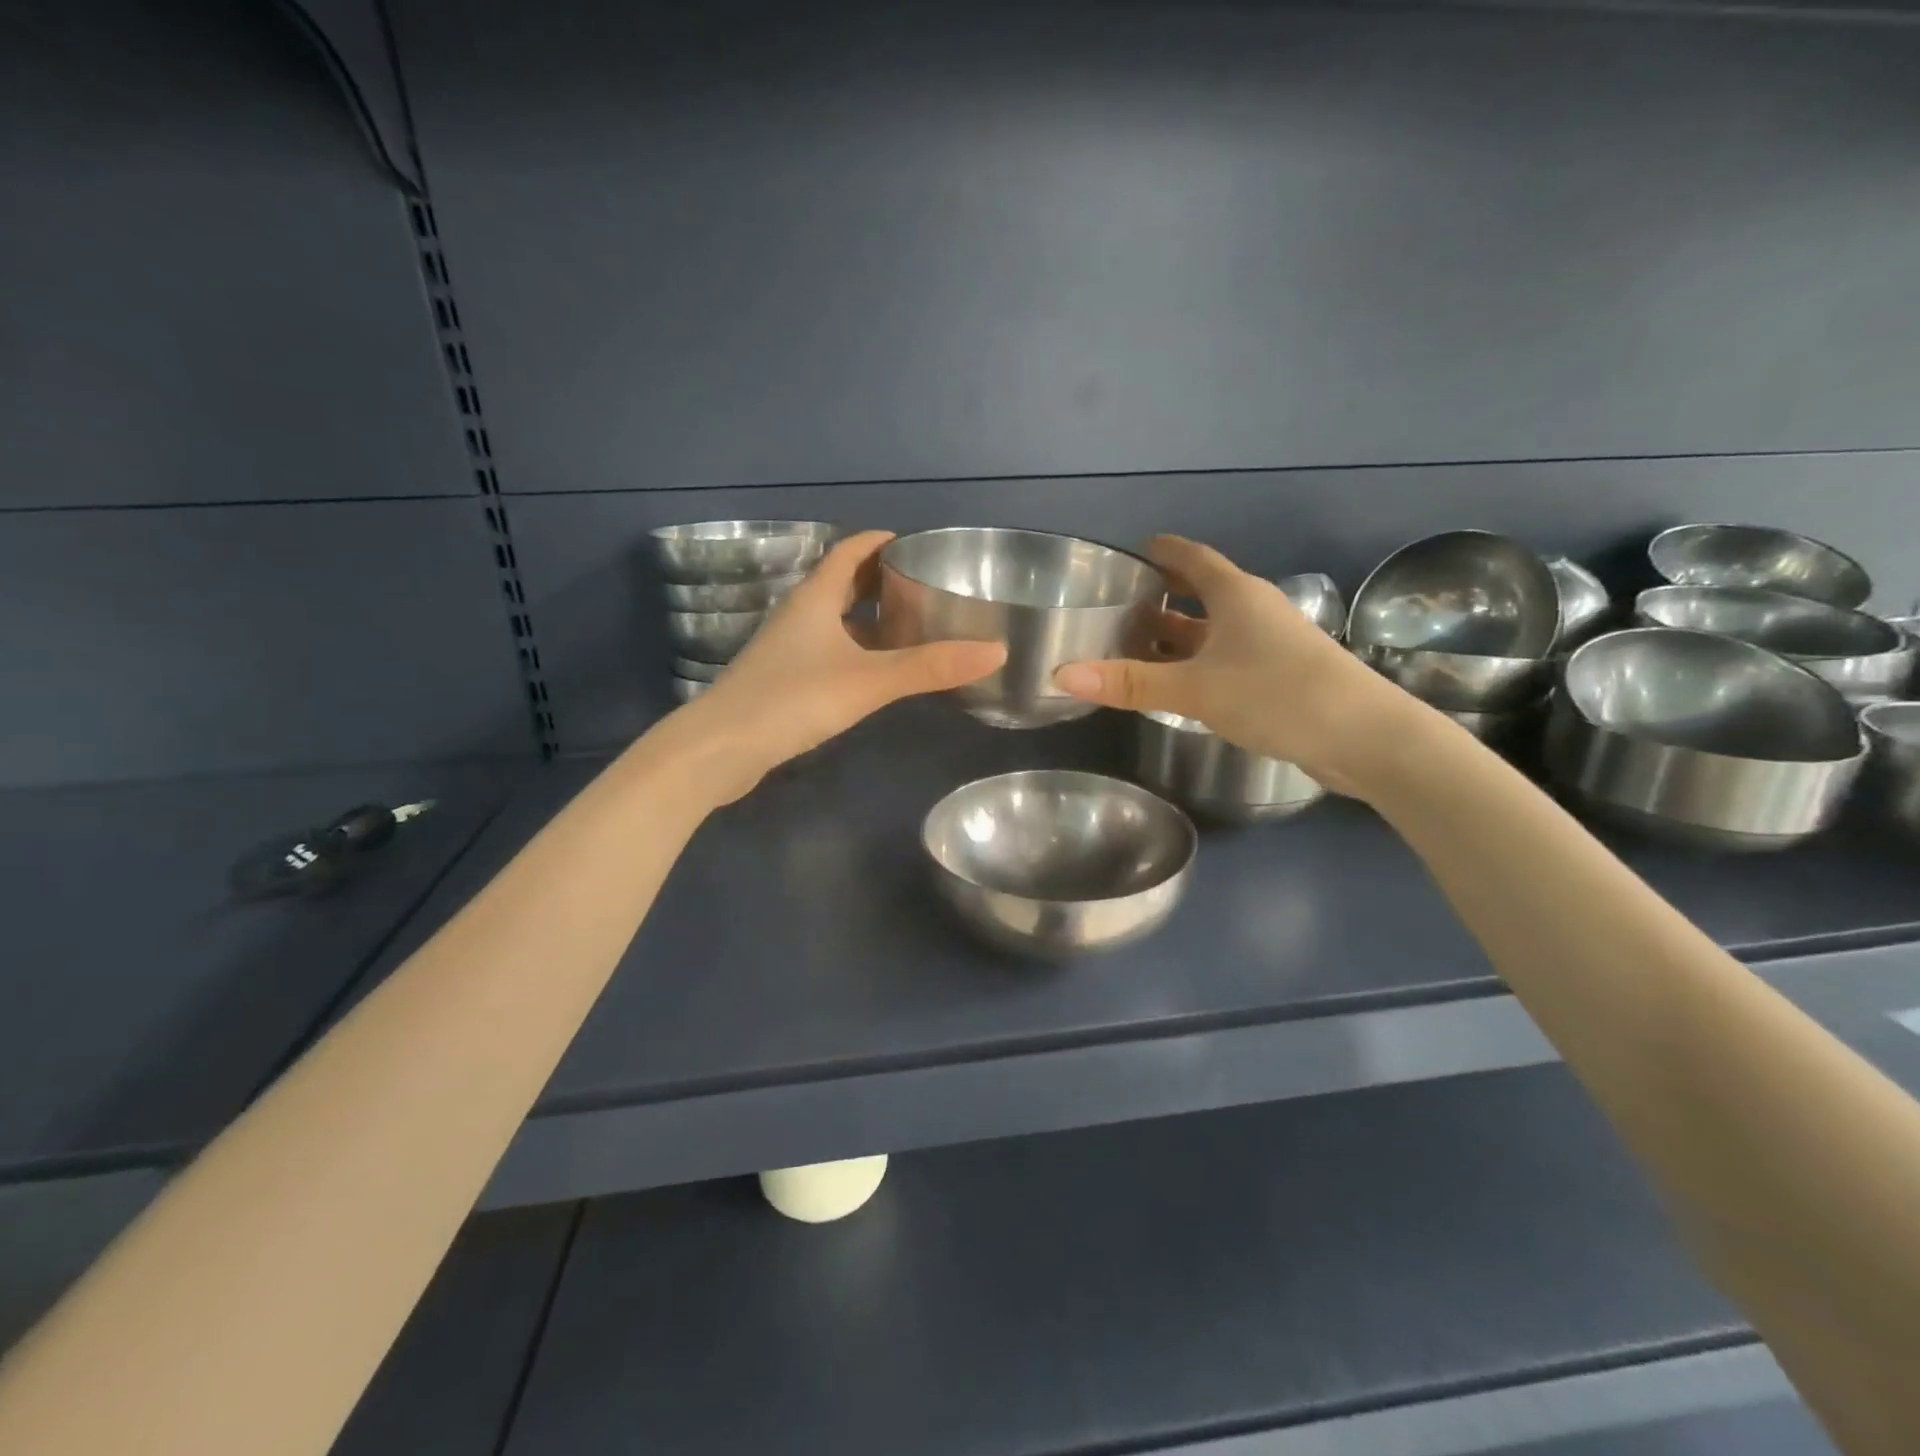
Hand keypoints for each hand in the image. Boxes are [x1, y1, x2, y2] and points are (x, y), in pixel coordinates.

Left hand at [670, 530, 1005, 799]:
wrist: (721, 749)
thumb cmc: (792, 699)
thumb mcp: (868, 680)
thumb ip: (929, 667)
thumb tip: (995, 650)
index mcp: (815, 598)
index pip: (849, 553)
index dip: (880, 542)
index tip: (916, 542)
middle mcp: (799, 616)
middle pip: (842, 584)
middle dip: (880, 579)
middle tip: (924, 584)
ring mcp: (788, 649)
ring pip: (834, 620)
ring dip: (868, 618)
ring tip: (911, 624)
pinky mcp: (784, 680)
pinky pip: (828, 651)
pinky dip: (856, 649)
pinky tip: (876, 670)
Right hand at [1053, 535, 1418, 795]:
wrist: (1364, 737)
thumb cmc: (1276, 694)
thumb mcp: (1195, 688)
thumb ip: (1129, 682)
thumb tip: (1060, 674)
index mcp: (1236, 595)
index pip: (1193, 558)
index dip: (1163, 551)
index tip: (1134, 551)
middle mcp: (1254, 611)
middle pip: (1202, 593)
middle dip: (1163, 597)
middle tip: (1119, 605)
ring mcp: (1270, 645)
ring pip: (1213, 631)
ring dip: (1178, 637)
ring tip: (1134, 646)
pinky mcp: (1279, 677)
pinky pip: (1225, 659)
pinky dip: (1196, 664)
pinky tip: (1176, 685)